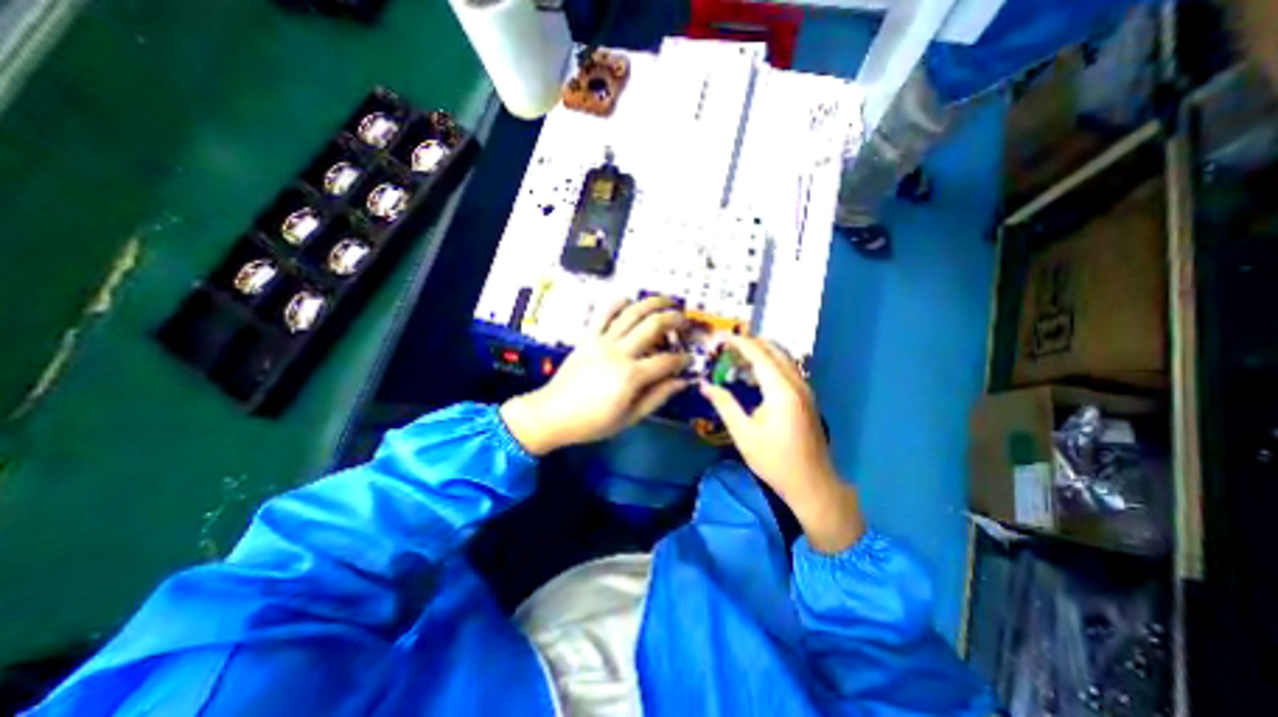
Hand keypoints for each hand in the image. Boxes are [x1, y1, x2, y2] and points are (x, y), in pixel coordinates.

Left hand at [504, 294, 695, 453]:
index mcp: (631, 376)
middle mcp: (619, 352)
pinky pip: (604, 313)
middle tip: (686, 321)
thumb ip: (657, 397)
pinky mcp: (588, 337)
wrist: (552, 414)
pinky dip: (618, 302)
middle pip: (653, 326)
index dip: (683, 359)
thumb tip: (682, 382)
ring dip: (653, 303)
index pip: (666, 360)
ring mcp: (602, 341)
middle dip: (675, 320)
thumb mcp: (629, 418)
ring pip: (632, 313)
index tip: (689, 359)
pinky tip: (630, 299)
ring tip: (667, 301)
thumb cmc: (592, 422)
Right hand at [697, 337, 868, 554]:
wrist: (812, 484)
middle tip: (726, 346)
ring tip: (736, 356)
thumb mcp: (743, 434)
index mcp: (782, 391)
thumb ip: (724, 405)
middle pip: (774, 350)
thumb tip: (704, 385)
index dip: (739, 342)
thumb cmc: (775, 461)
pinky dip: (769, 363)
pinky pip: (787, 369)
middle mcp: (797, 383)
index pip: (759, 355)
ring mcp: (805, 389)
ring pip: (783, 358)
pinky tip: (753, 374)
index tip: (720, 337)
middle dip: (750, 343)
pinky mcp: (806, 397)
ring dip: (761, 352)